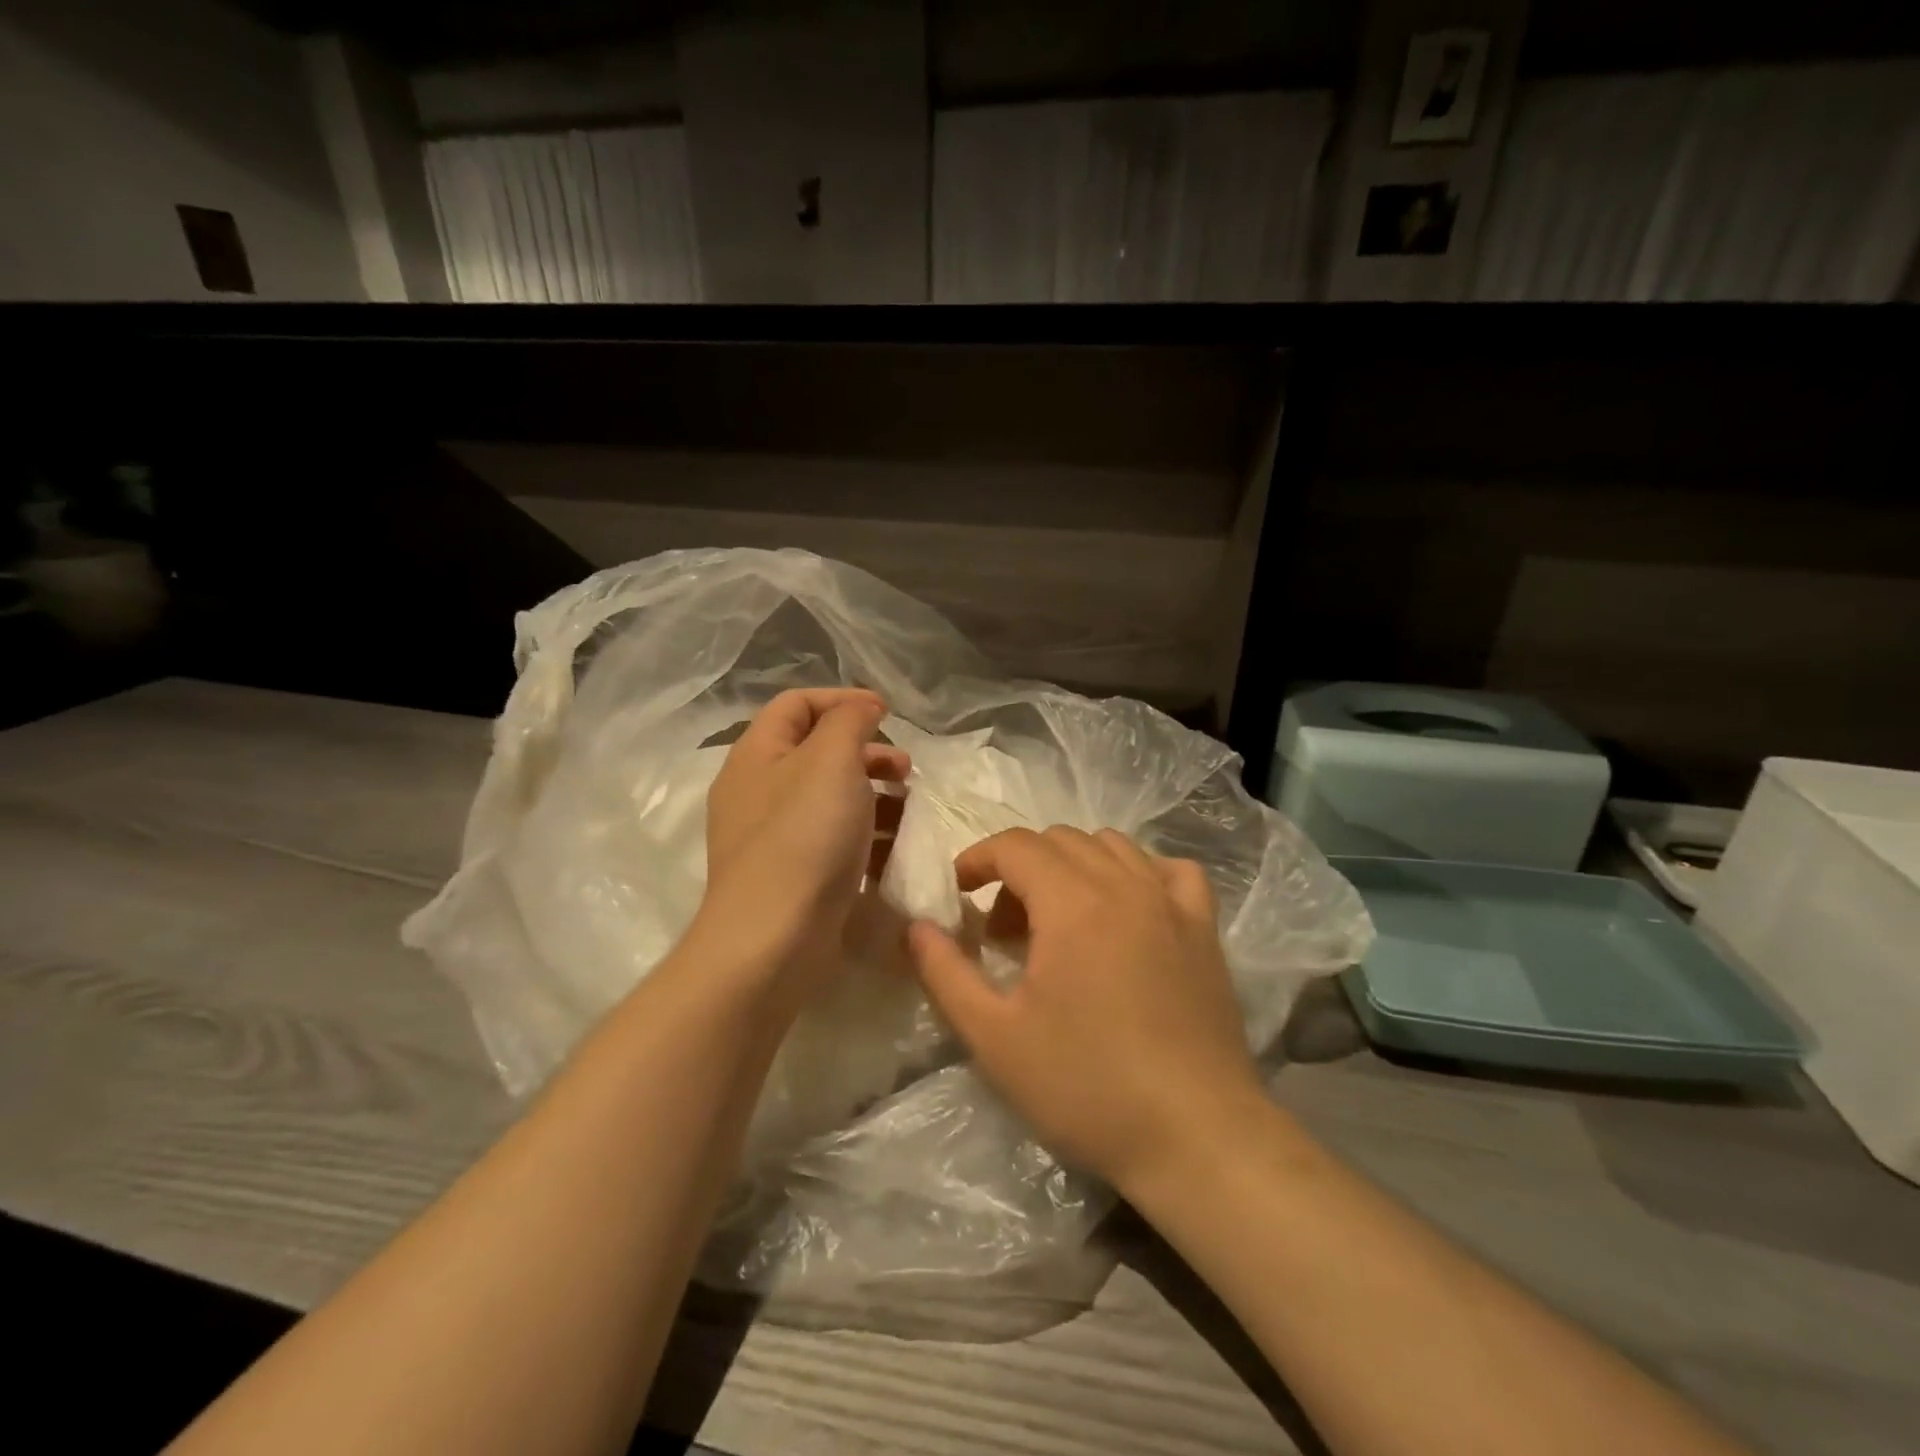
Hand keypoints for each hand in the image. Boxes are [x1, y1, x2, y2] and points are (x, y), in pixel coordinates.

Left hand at [696, 689, 908, 1006]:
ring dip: (872, 792)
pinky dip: (864, 833)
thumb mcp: (831, 760)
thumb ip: (848, 721)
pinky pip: (831, 838)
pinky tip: (893, 846)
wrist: (774, 938)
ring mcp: (772, 836)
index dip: (842, 699)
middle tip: (905, 766)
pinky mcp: (791, 874)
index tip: (887, 714)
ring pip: (828, 797)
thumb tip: (861, 707)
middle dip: (866, 751)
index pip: (797, 704)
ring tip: (908, 807)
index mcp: (756, 754)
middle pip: (815, 751)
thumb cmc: (804, 836)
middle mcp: (757, 790)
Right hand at [906, 827, 1269, 1195]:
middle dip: (1019, 868)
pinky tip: (1129, 909)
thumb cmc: (1086, 1086)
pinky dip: (1138, 873)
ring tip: (1060, 920)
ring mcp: (1171, 902)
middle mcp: (1124, 883)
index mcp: (1071, 901)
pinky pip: (1169, 870)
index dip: (977, 859)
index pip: (1015, 845)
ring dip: (1072, 866)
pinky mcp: (1204, 928)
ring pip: (1111, 846)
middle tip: (1004, 928)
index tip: (959, 892)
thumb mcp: (994, 1037)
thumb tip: (916, 927)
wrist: (1195, 1136)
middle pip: (1059, 840)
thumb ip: (945, 973)